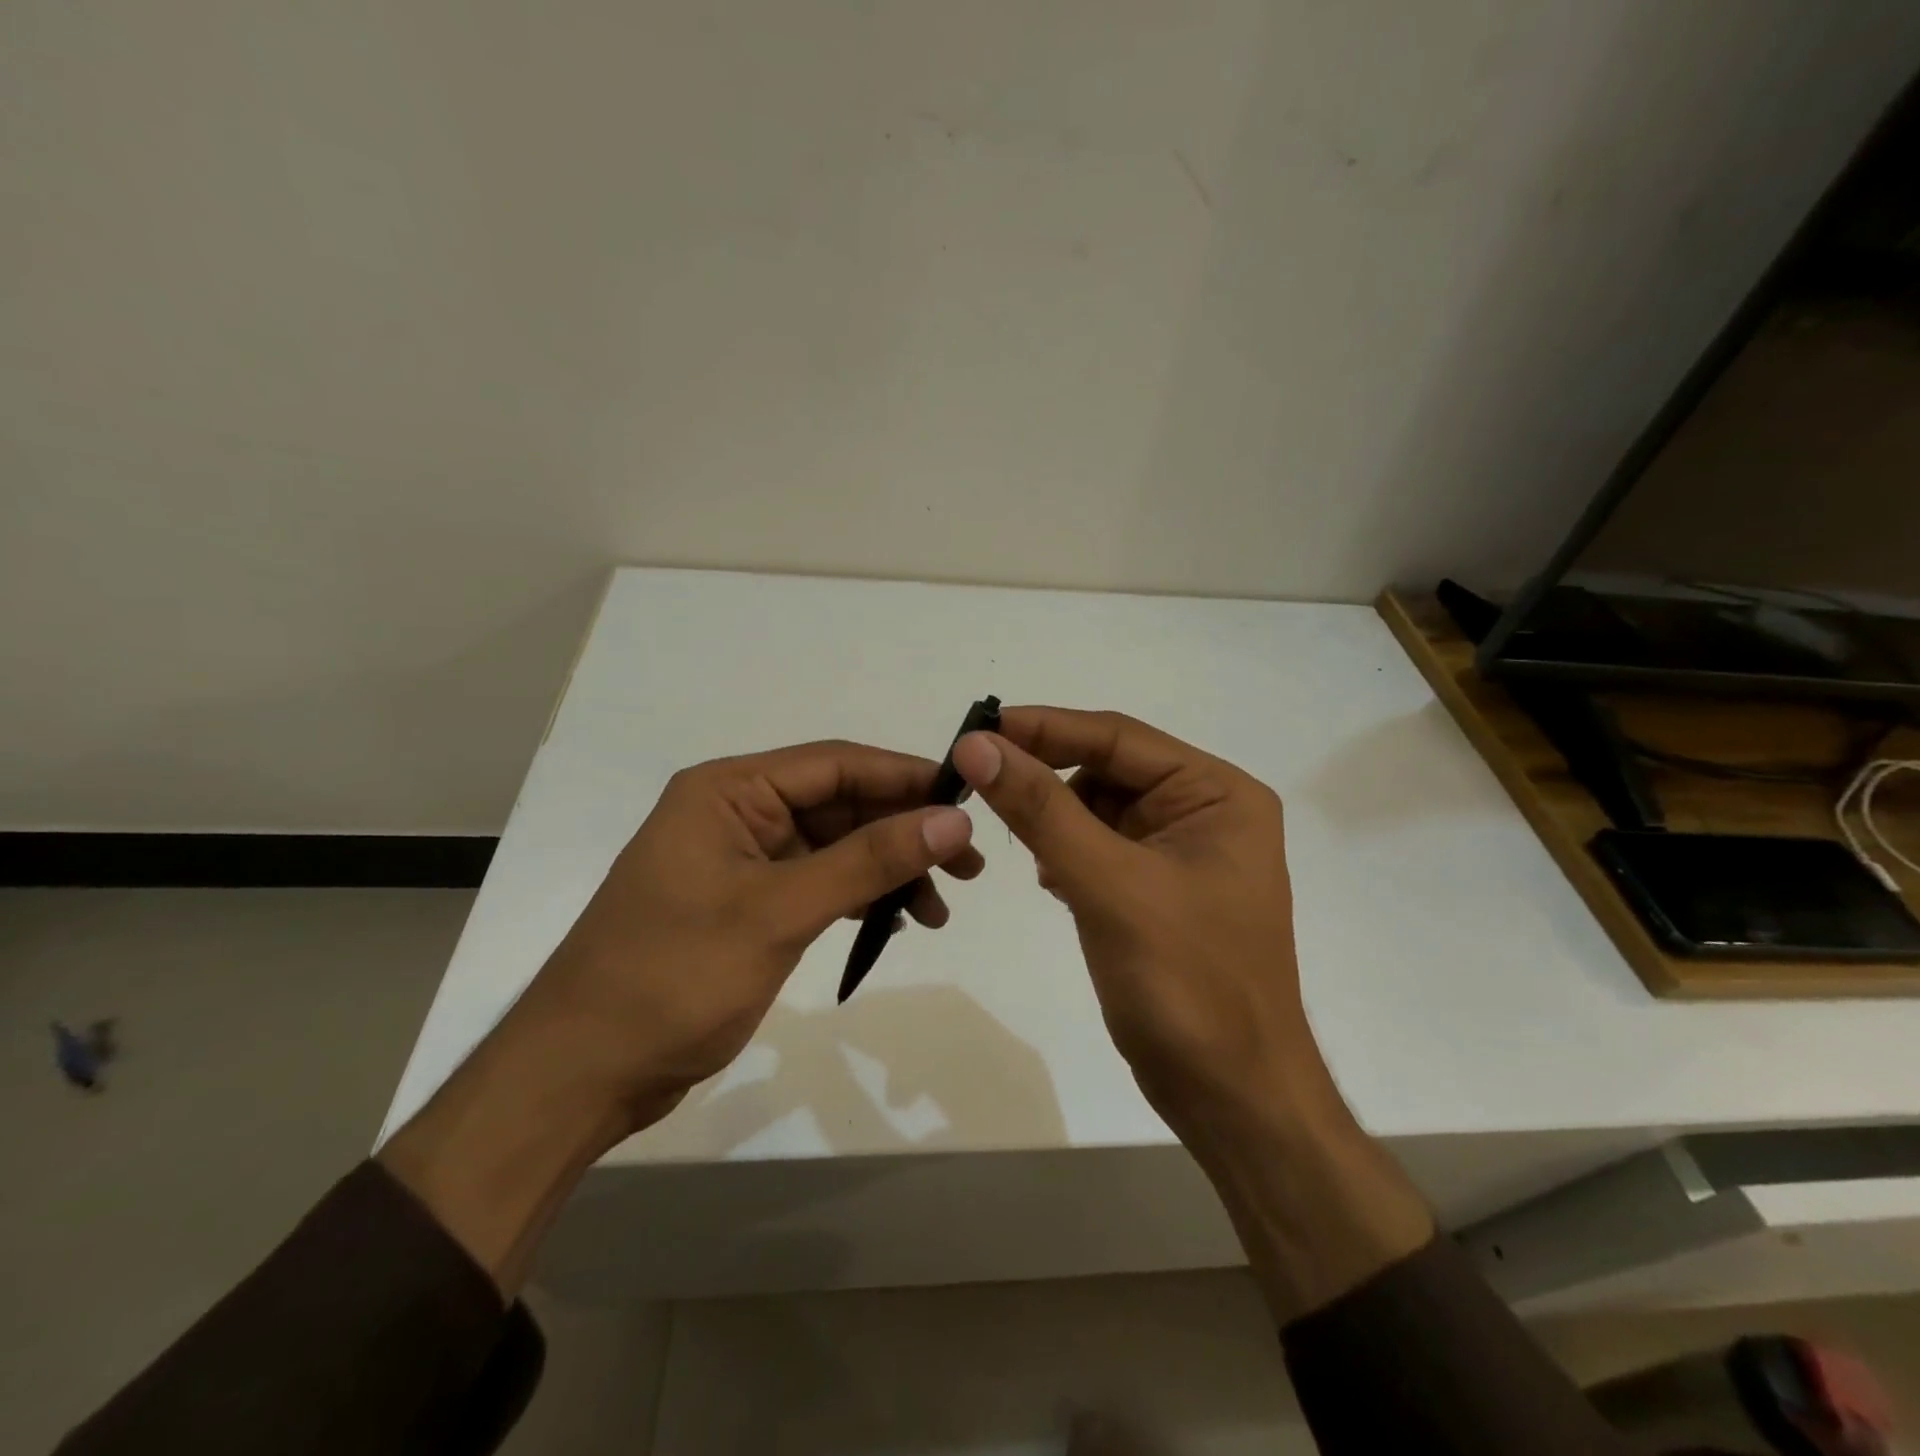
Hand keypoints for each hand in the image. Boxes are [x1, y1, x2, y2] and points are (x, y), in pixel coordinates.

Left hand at [514, 740, 981, 1126]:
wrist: (582, 1073)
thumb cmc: (673, 977)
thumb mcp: (779, 913)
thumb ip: (869, 862)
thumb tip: (953, 820)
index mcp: (730, 790)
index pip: (836, 764)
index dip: (906, 778)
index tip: (969, 801)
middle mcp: (737, 812)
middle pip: (841, 804)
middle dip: (904, 832)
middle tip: (969, 867)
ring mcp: (742, 860)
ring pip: (836, 847)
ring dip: (888, 871)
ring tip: (938, 910)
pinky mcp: (748, 904)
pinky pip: (819, 883)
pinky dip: (859, 898)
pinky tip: (895, 922)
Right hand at [949, 706, 1311, 1136]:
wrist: (1232, 1097)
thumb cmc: (1186, 984)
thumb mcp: (1109, 886)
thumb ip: (1041, 810)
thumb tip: (977, 746)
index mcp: (1217, 793)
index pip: (1117, 738)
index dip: (1044, 728)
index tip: (977, 729)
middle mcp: (1205, 811)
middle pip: (1108, 769)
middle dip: (1047, 778)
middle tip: (980, 784)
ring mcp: (1182, 852)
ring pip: (1098, 809)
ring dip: (1055, 819)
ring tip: (1022, 846)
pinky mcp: (1158, 889)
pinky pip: (1101, 848)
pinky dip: (1068, 853)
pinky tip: (1050, 879)